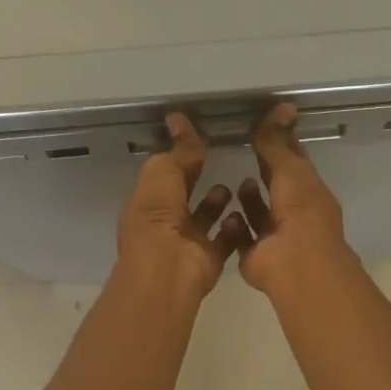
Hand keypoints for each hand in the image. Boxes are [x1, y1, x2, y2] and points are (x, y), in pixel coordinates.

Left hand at [116, 112, 248, 299]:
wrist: (168, 270)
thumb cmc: (158, 218)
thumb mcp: (164, 174)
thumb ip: (178, 150)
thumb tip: (179, 119)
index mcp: (148, 201)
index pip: (165, 172)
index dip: (180, 154)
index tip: (200, 135)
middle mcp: (165, 222)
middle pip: (184, 194)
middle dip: (199, 176)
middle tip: (222, 155)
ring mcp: (187, 242)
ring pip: (205, 217)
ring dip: (217, 202)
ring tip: (233, 186)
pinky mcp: (209, 259)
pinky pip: (225, 240)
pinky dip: (235, 228)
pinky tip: (243, 213)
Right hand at [236, 103, 353, 295]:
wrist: (294, 263)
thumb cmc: (300, 212)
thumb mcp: (290, 170)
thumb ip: (278, 143)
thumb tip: (282, 107)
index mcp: (310, 193)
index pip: (295, 163)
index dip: (282, 145)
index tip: (265, 127)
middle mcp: (295, 214)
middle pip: (278, 188)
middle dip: (264, 172)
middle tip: (242, 150)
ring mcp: (276, 237)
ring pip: (261, 215)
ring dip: (250, 200)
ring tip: (234, 183)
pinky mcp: (256, 256)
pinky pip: (242, 238)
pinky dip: (234, 227)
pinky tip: (225, 213)